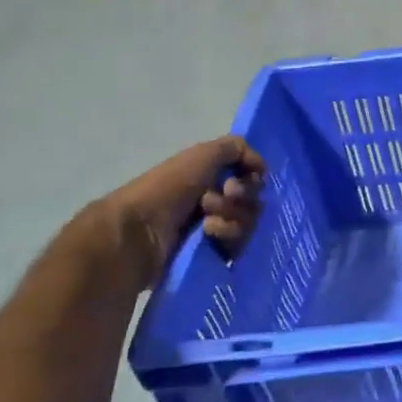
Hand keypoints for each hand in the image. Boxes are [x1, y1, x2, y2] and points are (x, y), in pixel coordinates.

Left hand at [101, 135, 265, 283]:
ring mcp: (215, 228)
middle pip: (253, 201)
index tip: (233, 183)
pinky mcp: (214, 253)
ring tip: (206, 223)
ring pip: (249, 223)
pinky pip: (240, 245)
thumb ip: (236, 148)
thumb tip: (262, 167)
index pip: (252, 178)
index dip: (250, 180)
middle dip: (237, 200)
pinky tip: (208, 236)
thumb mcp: (202, 154)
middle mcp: (216, 200)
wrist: (139, 233)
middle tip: (209, 202)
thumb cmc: (168, 189)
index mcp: (212, 177)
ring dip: (231, 219)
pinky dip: (227, 237)